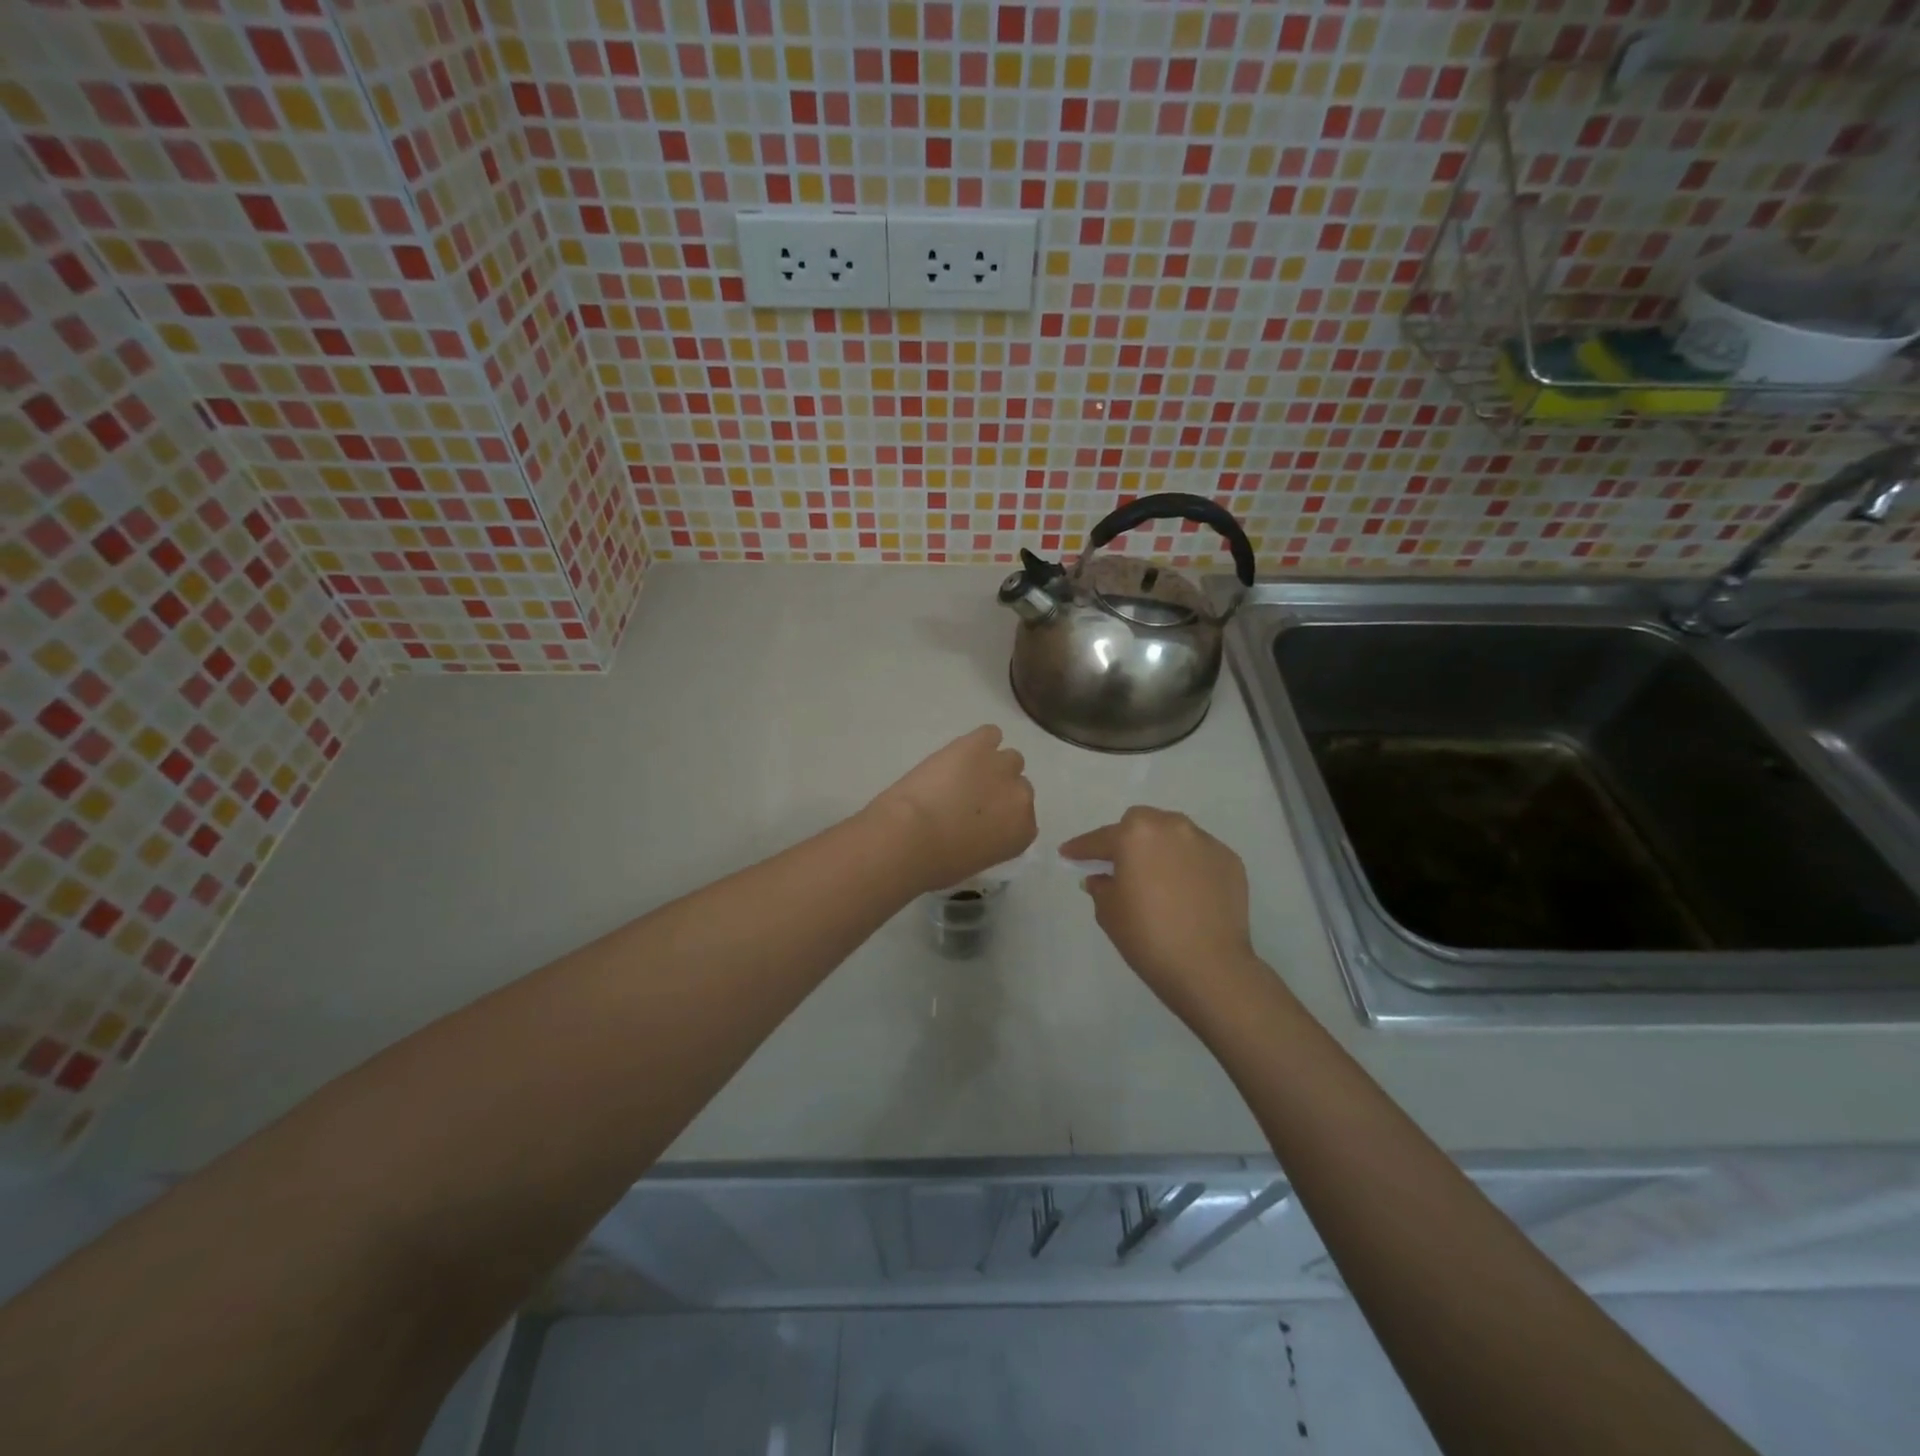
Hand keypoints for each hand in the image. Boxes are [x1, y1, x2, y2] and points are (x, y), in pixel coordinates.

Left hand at [866, 725, 1037, 893]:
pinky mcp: (978, 744)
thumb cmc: (937, 862)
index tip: (983, 819)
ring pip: (1009, 758)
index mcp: (1022, 831)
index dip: (1002, 815)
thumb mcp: (974, 861)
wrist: (911, 835)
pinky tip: (961, 752)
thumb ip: (988, 841)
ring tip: (964, 773)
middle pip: (1019, 785)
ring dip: (990, 765)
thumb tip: (977, 829)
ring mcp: (1002, 766)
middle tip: (970, 798)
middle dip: (998, 790)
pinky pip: (990, 733)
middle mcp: (1021, 797)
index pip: (1024, 817)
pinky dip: (978, 741)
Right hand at [1061, 807, 1264, 1023]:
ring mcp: (1205, 841)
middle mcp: (1172, 827)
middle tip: (1119, 864)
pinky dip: (1188, 865)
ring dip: (1160, 848)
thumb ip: (1101, 886)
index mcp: (1135, 834)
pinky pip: (1199, 855)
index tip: (1068, 854)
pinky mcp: (1230, 860)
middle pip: (1141, 824)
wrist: (1209, 967)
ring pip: (1174, 834)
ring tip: (1156, 876)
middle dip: (1127, 839)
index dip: (1081, 849)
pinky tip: (1186, 891)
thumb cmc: (1148, 936)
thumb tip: (1101, 877)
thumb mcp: (1109, 912)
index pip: (1100, 839)